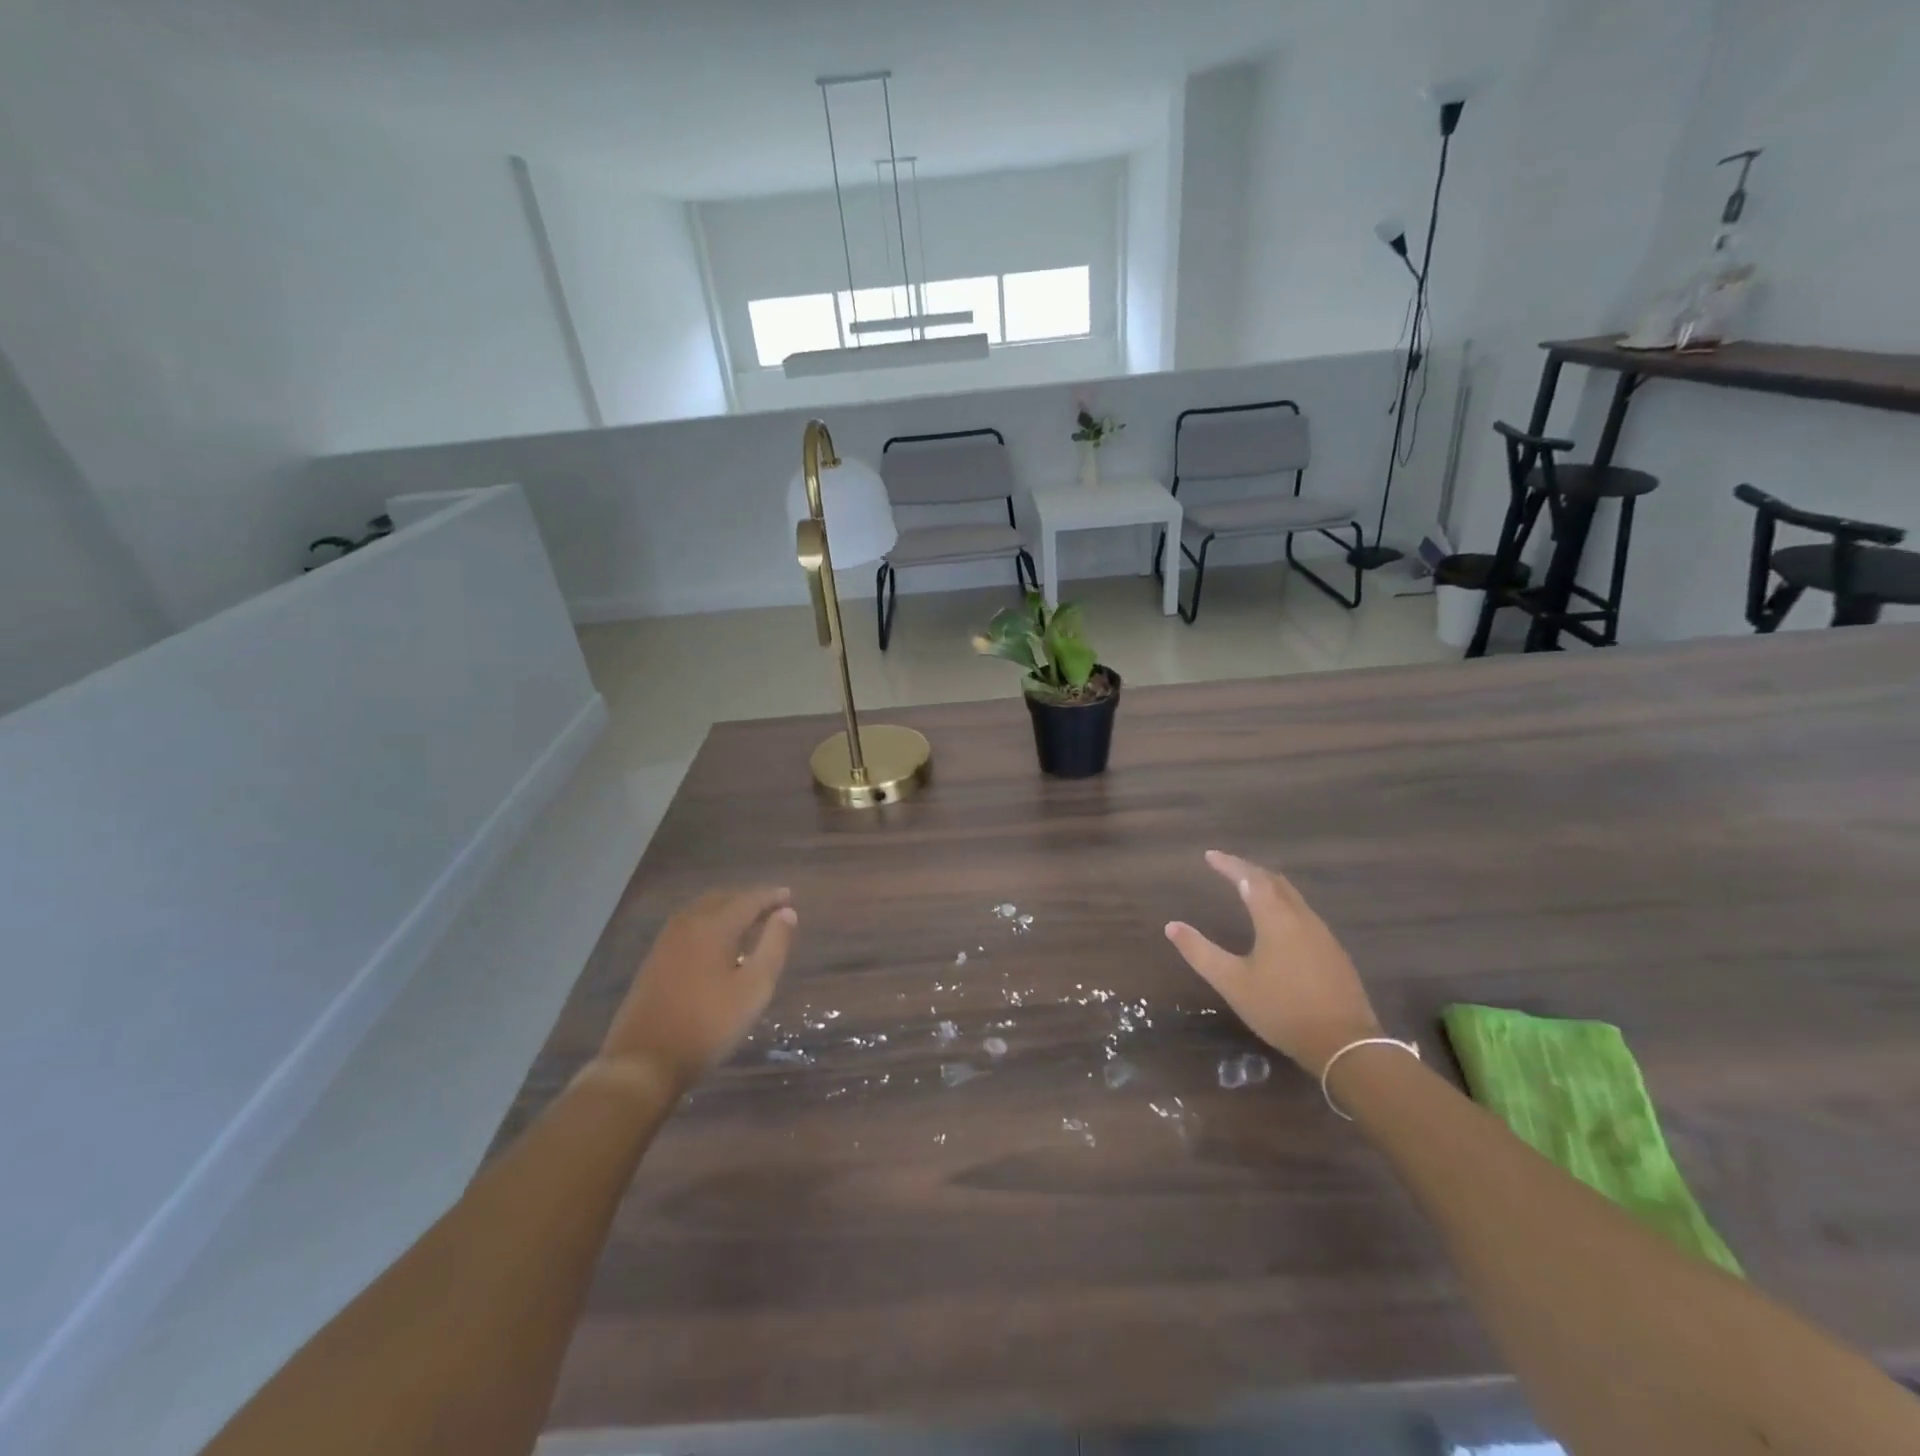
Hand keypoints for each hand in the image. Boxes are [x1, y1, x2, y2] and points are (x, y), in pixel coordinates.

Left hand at [598, 887, 797, 1093]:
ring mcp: (666, 941)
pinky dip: (710, 922)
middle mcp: (688, 924)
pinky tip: (717, 943)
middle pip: (723, 898)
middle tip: (772, 909)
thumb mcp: (754, 989)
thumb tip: (787, 913)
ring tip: (749, 923)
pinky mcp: (654, 959)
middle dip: (749, 899)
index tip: (790, 896)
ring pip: (702, 910)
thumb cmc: (708, 1025)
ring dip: (727, 909)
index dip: (771, 896)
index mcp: (714, 926)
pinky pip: (688, 925)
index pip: (749, 899)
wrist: (643, 1061)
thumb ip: (774, 946)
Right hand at [1165, 851, 1380, 1074]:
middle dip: (1249, 870)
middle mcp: (1302, 918)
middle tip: (1227, 867)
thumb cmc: (1282, 1009)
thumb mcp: (1233, 982)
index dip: (1229, 864)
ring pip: (1293, 897)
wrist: (1345, 1045)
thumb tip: (1172, 926)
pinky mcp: (1333, 953)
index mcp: (1276, 919)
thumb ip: (1200, 952)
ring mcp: (1323, 935)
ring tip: (1249, 887)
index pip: (1250, 879)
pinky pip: (1303, 914)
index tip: (1210, 855)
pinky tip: (1277, 921)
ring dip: (1268, 886)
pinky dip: (1283, 904)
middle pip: (1275, 882)